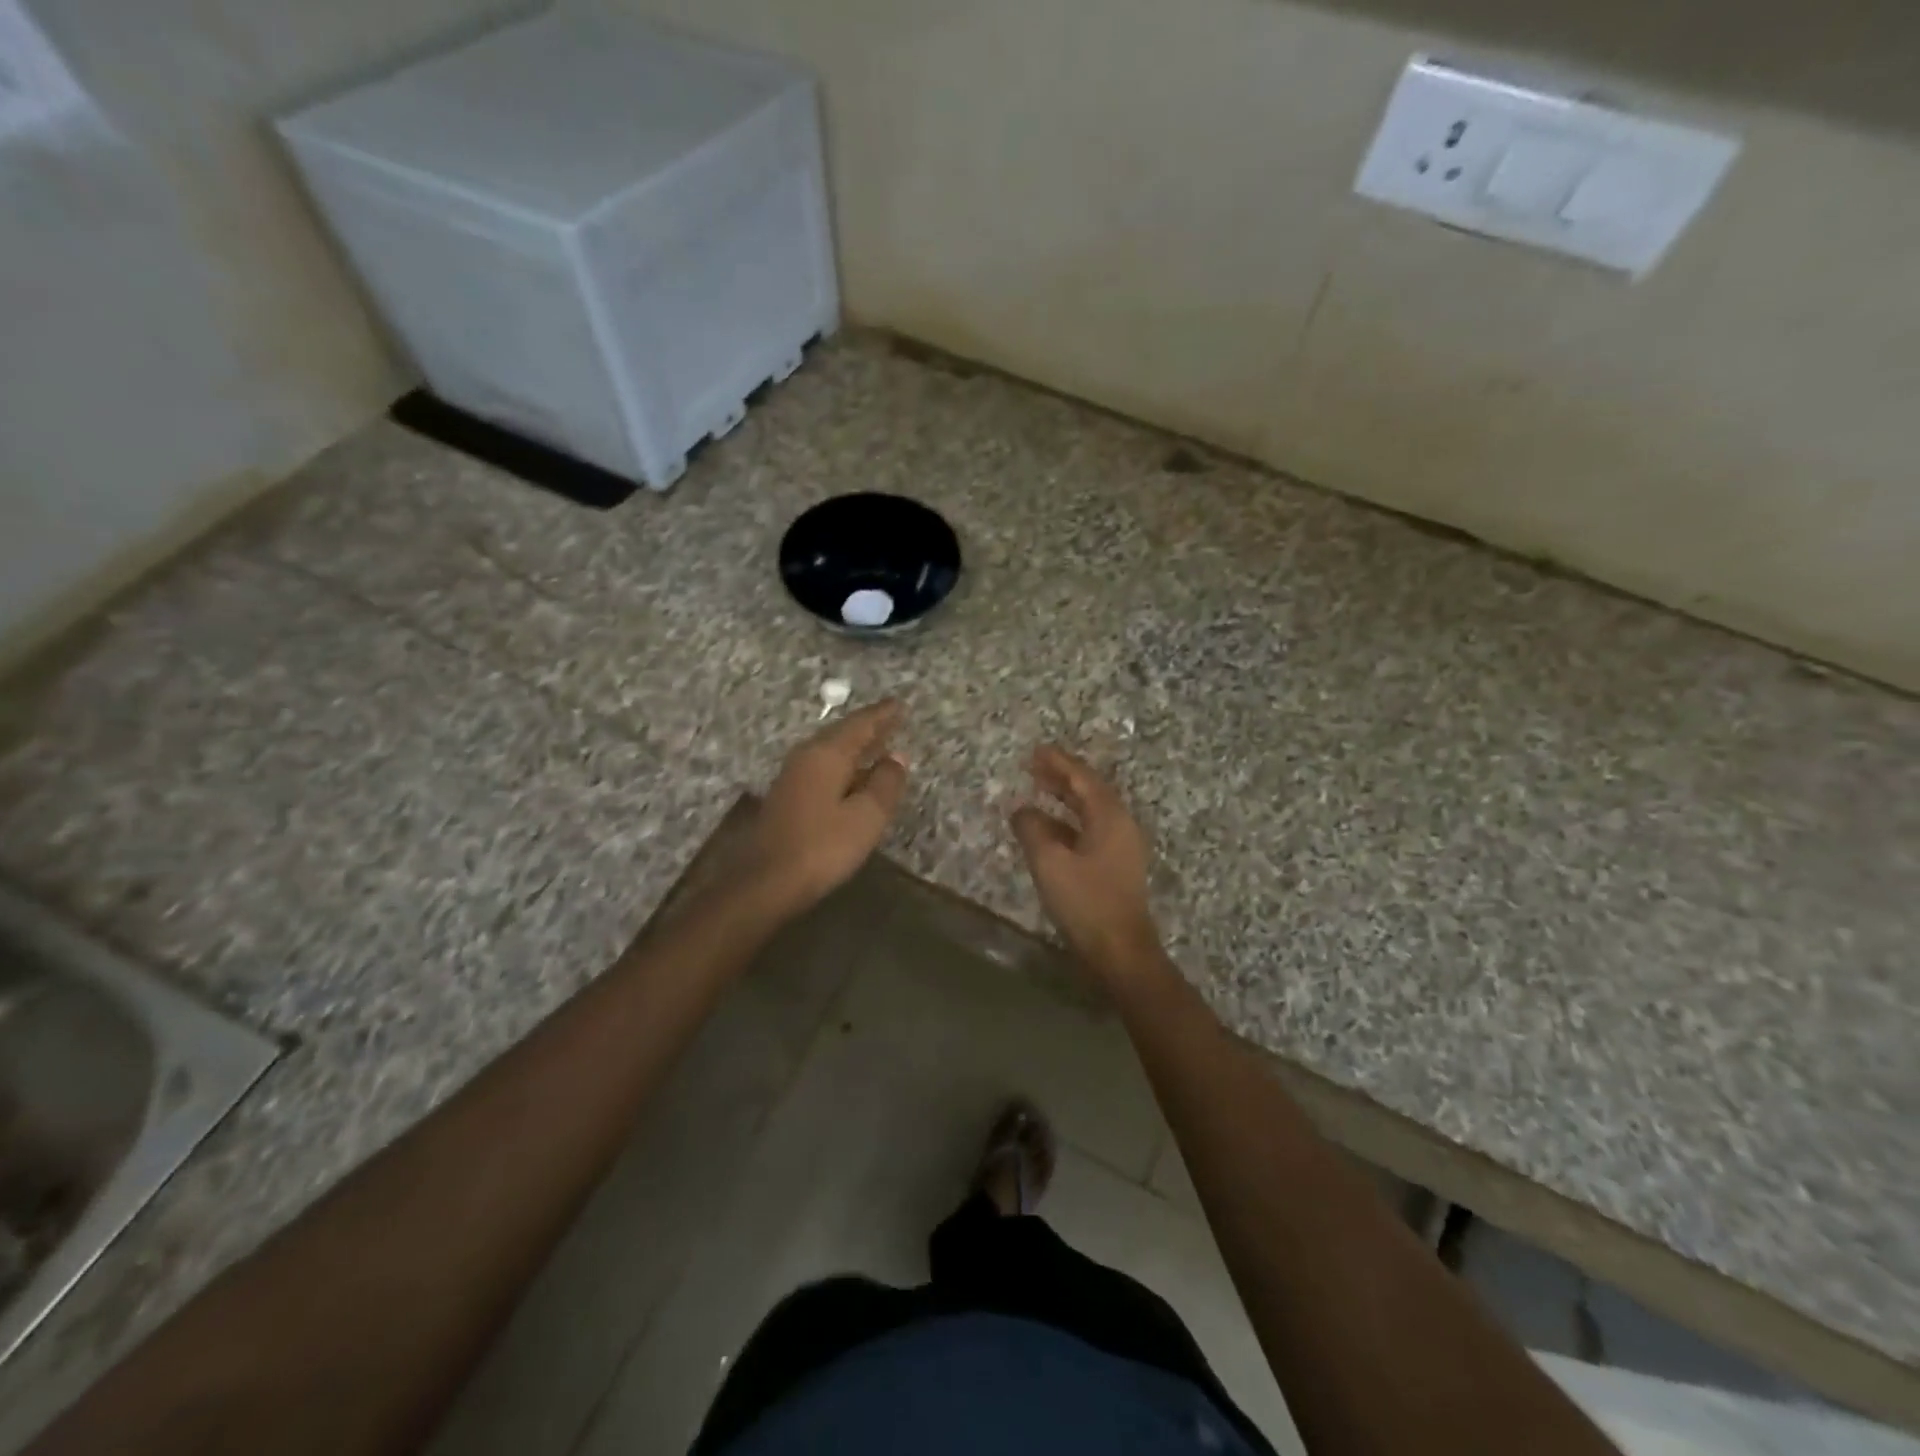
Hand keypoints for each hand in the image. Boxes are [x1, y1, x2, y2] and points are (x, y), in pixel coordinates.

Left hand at [746, 699, 909, 914]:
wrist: (764, 882)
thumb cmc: (821, 847)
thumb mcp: (865, 817)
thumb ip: (885, 784)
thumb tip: (897, 757)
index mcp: (827, 755)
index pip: (860, 725)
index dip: (882, 715)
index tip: (900, 704)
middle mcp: (806, 757)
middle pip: (842, 734)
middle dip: (868, 726)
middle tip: (892, 719)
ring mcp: (793, 777)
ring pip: (830, 751)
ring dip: (855, 746)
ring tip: (877, 744)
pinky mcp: (787, 797)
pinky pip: (822, 767)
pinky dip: (843, 764)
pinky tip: (852, 775)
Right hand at [1010, 744, 1160, 973]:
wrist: (1121, 951)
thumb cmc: (1086, 902)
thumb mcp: (1050, 863)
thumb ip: (1032, 830)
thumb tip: (1021, 810)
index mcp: (1109, 817)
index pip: (1082, 778)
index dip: (1058, 763)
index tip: (1036, 750)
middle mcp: (1120, 825)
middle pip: (1089, 791)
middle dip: (1062, 777)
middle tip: (1034, 765)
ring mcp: (1121, 847)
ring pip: (1090, 811)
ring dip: (1065, 798)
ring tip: (1038, 789)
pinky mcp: (1116, 866)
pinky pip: (1090, 830)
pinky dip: (1068, 822)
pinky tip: (1047, 828)